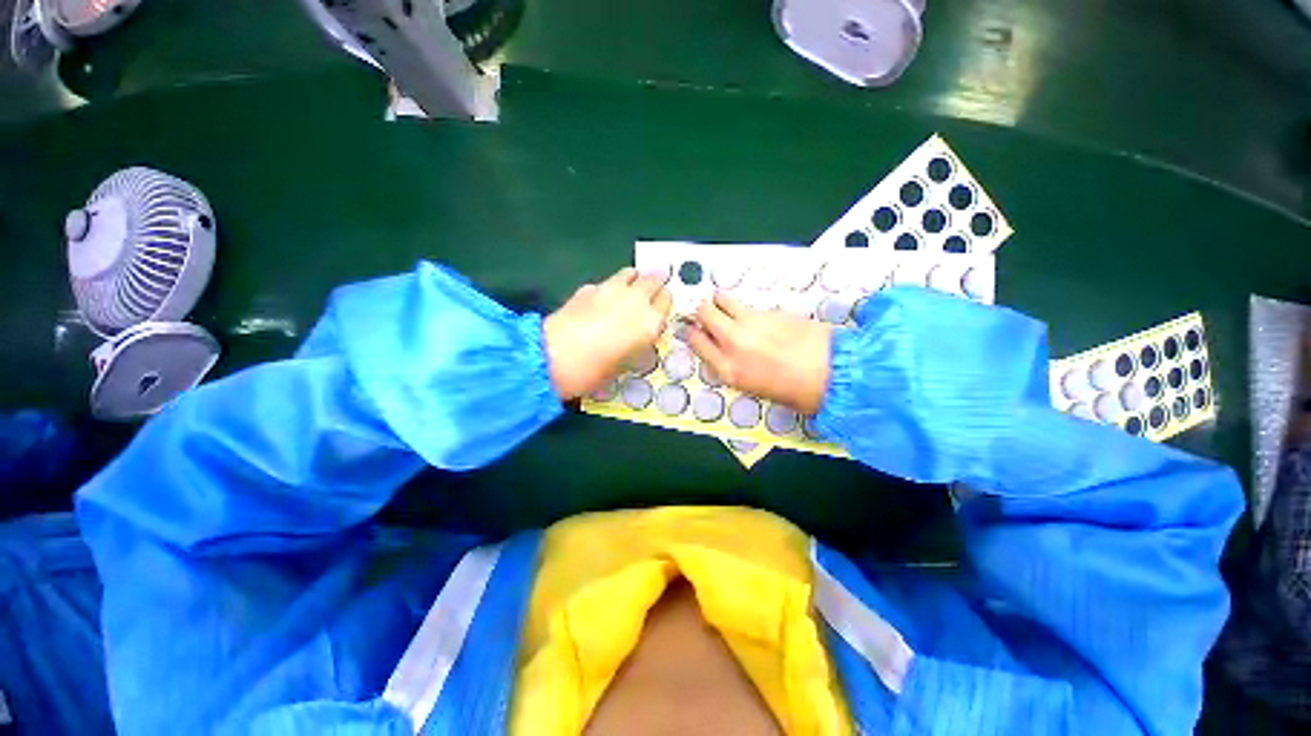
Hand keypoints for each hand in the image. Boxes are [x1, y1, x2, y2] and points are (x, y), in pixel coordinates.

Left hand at [544, 268, 671, 399]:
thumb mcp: (626, 364)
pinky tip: (599, 303)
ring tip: (627, 293)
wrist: (554, 357)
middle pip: (653, 279)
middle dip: (653, 284)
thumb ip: (638, 344)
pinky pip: (606, 283)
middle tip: (649, 294)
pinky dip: (608, 289)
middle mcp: (635, 300)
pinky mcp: (587, 287)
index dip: (663, 304)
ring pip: (630, 273)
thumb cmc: (595, 371)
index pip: (667, 299)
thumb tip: (639, 335)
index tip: (659, 310)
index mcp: (650, 321)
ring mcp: (611, 289)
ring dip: (633, 280)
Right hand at [687, 293, 832, 413]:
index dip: (694, 332)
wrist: (834, 375)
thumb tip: (722, 347)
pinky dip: (744, 308)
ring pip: (722, 299)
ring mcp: (751, 323)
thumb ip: (731, 365)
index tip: (697, 329)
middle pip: (704, 312)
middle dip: (704, 312)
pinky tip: (757, 319)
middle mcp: (733, 342)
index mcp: (727, 369)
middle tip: (711, 315)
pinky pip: (746, 305)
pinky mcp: (770, 311)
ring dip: (720, 302)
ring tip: (729, 308)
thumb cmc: (793, 391)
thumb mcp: (751, 386)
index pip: (695, 340)